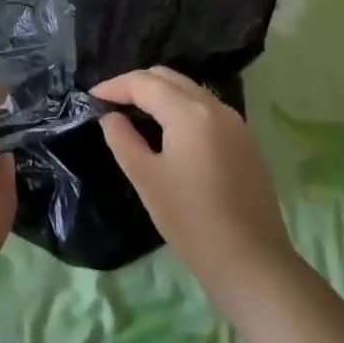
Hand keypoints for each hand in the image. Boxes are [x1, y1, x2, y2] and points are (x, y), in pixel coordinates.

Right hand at [95, 66, 296, 302]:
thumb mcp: (146, 179)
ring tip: (134, 114)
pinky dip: (180, 108)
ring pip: (189, 90)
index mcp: (189, 113)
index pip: (144, 82)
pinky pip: (205, 108)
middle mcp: (215, 107)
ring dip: (159, 94)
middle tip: (111, 102)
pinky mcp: (245, 142)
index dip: (114, 86)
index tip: (90, 97)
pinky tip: (167, 131)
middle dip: (136, 84)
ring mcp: (236, 123)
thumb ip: (122, 140)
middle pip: (168, 78)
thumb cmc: (192, 221)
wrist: (253, 264)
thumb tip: (110, 117)